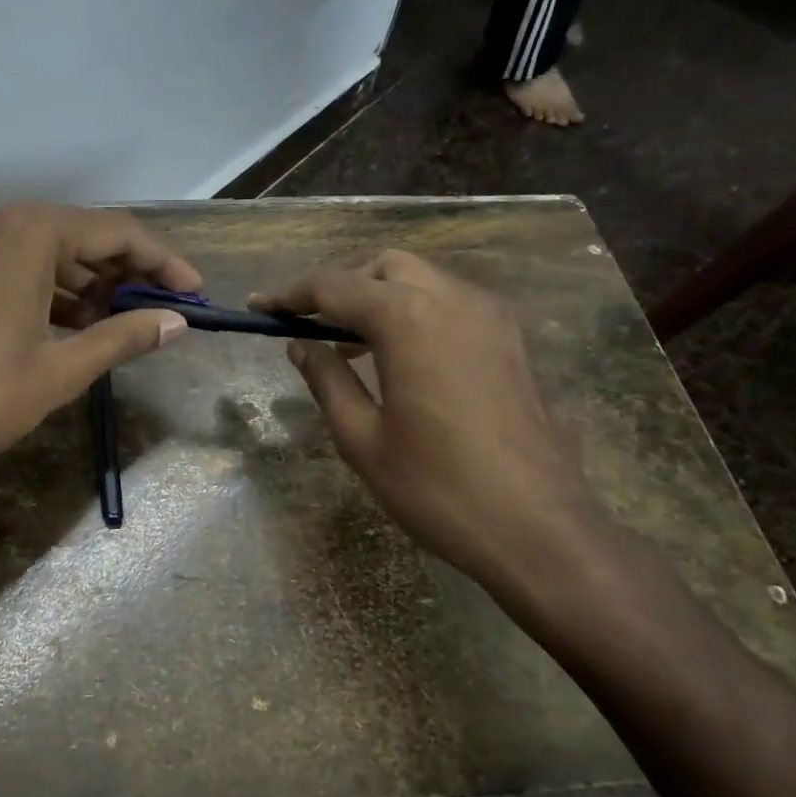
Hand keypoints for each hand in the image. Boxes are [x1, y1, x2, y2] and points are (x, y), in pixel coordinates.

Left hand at [0, 203, 197, 486]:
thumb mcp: (62, 369)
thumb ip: (124, 336)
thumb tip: (175, 323)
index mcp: (27, 232)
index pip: (115, 232)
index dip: (162, 261)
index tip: (192, 291)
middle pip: (77, 234)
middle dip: (122, 271)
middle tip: (156, 309)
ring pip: (40, 249)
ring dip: (83, 281)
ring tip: (116, 322)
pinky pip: (6, 262)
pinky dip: (42, 286)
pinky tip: (65, 321)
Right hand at [253, 251, 606, 608]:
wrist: (538, 529)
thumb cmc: (437, 488)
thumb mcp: (362, 439)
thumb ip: (327, 380)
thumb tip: (301, 345)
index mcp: (408, 318)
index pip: (334, 286)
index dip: (290, 295)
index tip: (258, 306)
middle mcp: (452, 300)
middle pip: (383, 268)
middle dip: (342, 287)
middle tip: (312, 329)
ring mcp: (490, 316)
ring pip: (422, 280)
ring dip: (380, 297)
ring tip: (352, 347)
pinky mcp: (510, 340)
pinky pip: (451, 303)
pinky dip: (416, 311)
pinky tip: (402, 358)